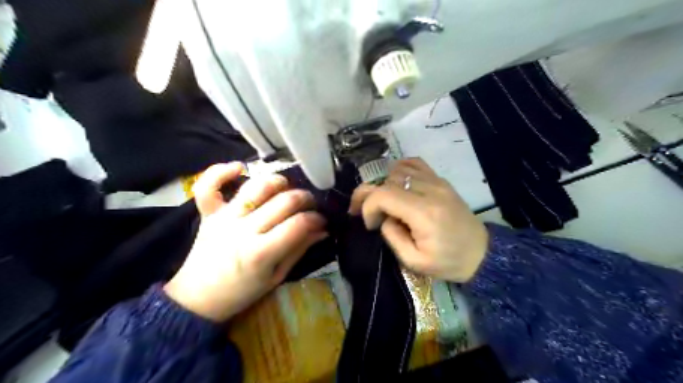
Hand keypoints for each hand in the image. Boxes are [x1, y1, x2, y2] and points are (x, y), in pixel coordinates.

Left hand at [163, 162, 326, 319]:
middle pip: (282, 201)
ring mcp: (225, 218)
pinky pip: (208, 187)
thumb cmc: (242, 291)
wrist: (199, 298)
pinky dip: (220, 172)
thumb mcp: (277, 277)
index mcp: (262, 253)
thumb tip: (322, 230)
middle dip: (304, 198)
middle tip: (311, 204)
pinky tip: (239, 167)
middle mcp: (244, 230)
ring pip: (255, 187)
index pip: (298, 224)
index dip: (316, 218)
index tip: (322, 220)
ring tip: (287, 187)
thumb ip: (299, 249)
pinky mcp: (209, 213)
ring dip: (277, 181)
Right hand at [349, 158, 488, 280]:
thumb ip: (392, 236)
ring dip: (383, 184)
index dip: (368, 206)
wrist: (481, 253)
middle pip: (388, 180)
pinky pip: (415, 163)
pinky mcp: (441, 180)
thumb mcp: (414, 261)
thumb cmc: (448, 262)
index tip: (370, 223)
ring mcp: (437, 182)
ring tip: (382, 201)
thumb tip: (383, 218)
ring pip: (398, 169)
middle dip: (370, 194)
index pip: (384, 194)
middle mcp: (430, 191)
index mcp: (424, 213)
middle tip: (366, 212)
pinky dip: (399, 169)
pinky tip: (395, 182)